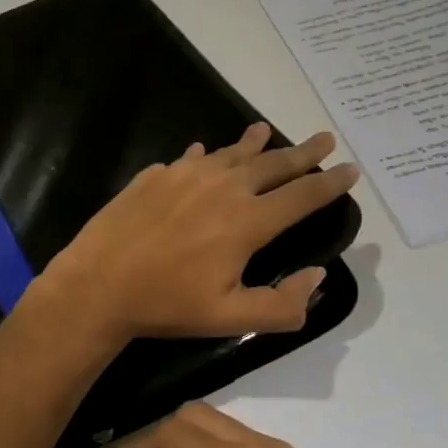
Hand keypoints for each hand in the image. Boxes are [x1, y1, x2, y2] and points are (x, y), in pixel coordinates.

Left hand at [38, 123, 357, 344]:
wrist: (98, 285)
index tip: (350, 168)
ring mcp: (184, 176)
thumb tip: (317, 275)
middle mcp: (222, 187)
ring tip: (265, 130)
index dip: (330, 183)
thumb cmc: (167, 305)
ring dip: (253, 144)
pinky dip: (206, 155)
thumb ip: (283, 304)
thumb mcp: (232, 318)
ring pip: (230, 153)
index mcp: (247, 221)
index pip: (302, 195)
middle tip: (324, 137)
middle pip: (273, 164)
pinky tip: (203, 151)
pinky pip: (189, 158)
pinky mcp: (154, 176)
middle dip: (303, 152)